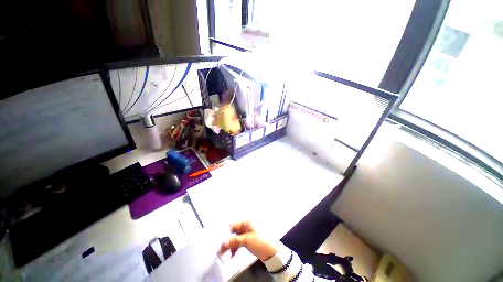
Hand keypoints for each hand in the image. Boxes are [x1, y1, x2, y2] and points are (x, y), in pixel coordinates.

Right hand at [219, 221, 277, 260]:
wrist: (271, 251)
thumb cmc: (259, 241)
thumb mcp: (246, 240)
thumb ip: (234, 241)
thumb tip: (223, 242)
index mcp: (246, 222)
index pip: (234, 224)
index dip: (229, 232)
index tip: (226, 240)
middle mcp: (246, 226)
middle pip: (234, 232)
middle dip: (228, 240)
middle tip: (223, 249)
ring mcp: (247, 233)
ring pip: (235, 238)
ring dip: (231, 245)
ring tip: (227, 254)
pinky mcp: (248, 240)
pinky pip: (239, 242)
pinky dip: (235, 247)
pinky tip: (232, 254)